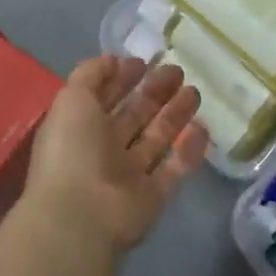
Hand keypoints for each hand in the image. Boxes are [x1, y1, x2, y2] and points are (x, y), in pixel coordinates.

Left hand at [19, 57, 208, 256]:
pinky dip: (189, 150)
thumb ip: (91, 74)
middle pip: (134, 116)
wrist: (82, 215)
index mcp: (79, 128)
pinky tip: (204, 128)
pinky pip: (174, 168)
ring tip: (195, 92)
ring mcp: (129, 175)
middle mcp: (103, 150)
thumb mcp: (72, 99)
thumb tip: (115, 60)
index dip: (122, 79)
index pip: (103, 98)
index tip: (144, 62)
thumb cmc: (73, 150)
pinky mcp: (153, 196)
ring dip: (175, 115)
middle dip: (154, 93)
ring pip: (156, 139)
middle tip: (177, 72)